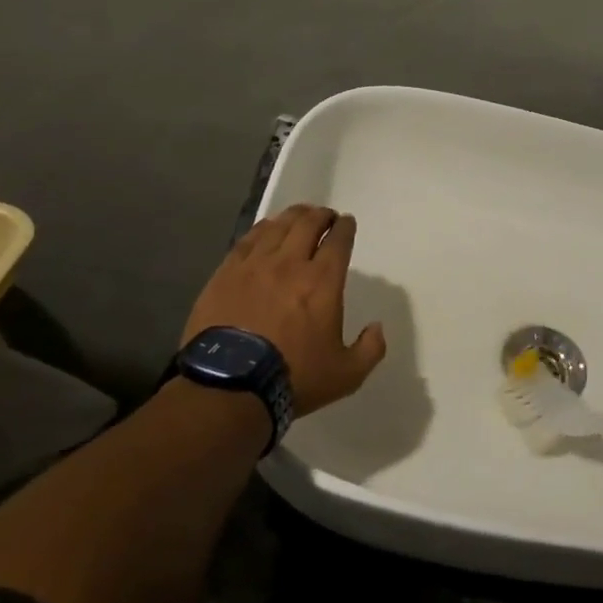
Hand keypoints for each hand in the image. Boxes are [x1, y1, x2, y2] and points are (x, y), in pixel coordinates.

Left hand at [183, 204, 387, 415]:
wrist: (230, 387)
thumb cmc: (294, 378)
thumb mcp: (347, 374)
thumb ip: (371, 349)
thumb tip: (376, 327)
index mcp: (323, 282)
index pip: (338, 242)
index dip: (344, 228)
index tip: (347, 222)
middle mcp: (290, 264)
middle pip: (307, 225)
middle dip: (321, 215)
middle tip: (325, 216)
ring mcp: (254, 266)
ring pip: (277, 227)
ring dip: (293, 216)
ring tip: (299, 215)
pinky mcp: (225, 274)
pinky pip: (248, 240)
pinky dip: (262, 229)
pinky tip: (266, 229)